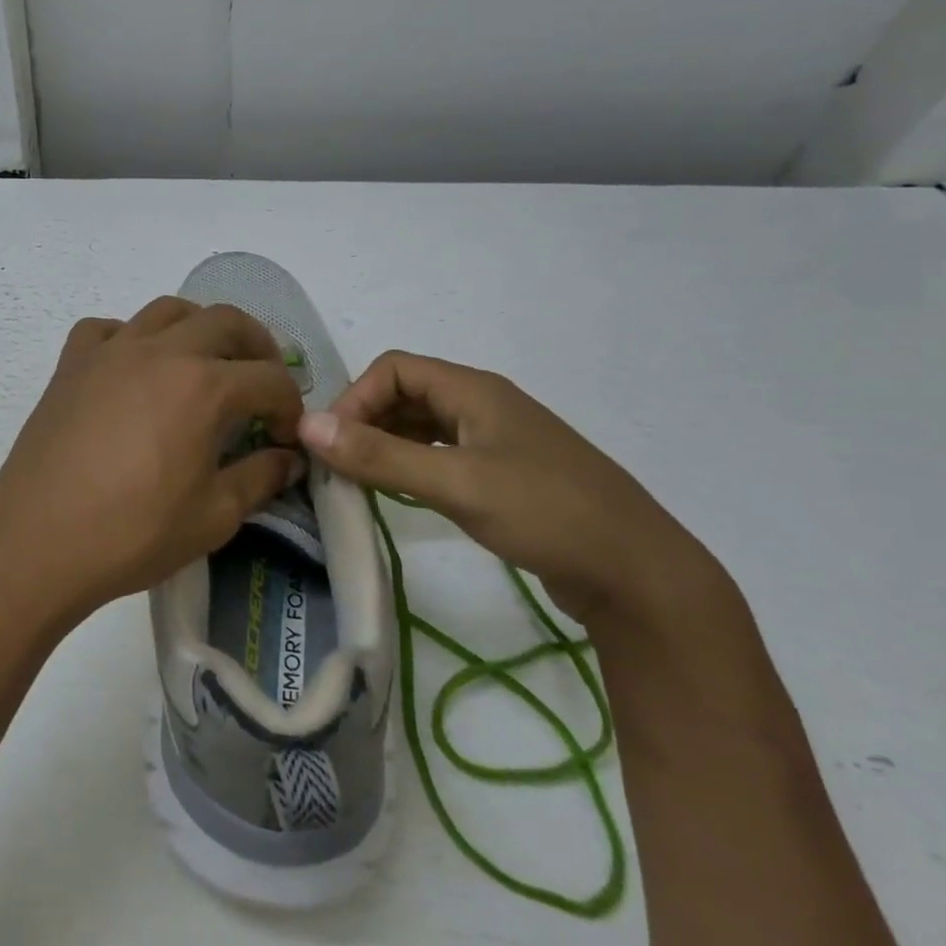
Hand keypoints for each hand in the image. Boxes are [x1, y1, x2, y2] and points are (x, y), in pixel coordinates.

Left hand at [0, 298, 304, 627]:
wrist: (37, 541)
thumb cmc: (132, 533)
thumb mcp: (213, 517)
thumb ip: (260, 478)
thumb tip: (288, 458)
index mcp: (204, 386)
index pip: (269, 379)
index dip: (290, 406)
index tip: (287, 438)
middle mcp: (161, 351)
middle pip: (226, 321)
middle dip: (257, 348)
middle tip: (261, 384)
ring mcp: (111, 351)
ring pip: (168, 311)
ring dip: (199, 328)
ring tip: (205, 363)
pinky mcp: (72, 363)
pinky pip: (108, 329)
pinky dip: (130, 337)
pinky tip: (132, 368)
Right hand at [298, 350, 717, 627]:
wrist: (639, 576)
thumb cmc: (547, 514)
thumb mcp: (456, 484)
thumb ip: (380, 455)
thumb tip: (306, 425)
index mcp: (475, 390)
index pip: (393, 369)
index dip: (355, 399)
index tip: (335, 445)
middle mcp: (483, 405)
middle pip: (406, 394)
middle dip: (365, 422)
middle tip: (339, 466)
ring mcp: (496, 441)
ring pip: (423, 426)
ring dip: (386, 445)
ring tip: (360, 481)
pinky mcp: (504, 475)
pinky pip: (442, 454)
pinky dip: (411, 465)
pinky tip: (400, 493)